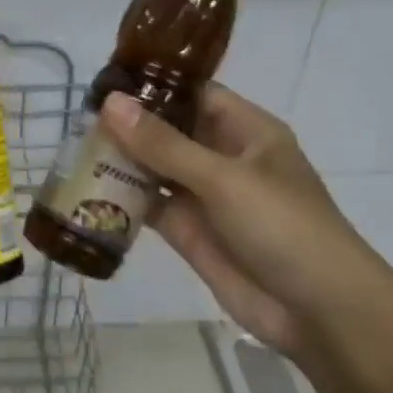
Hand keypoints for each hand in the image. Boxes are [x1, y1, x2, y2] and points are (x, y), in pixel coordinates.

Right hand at [98, 85, 392, 353]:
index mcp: (246, 131)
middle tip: (78, 116)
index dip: (154, 85)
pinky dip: (123, 198)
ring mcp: (205, 196)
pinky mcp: (189, 231)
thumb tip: (110, 102)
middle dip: (129, 124)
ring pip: (155, 168)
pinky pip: (150, 205)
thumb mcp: (223, 178)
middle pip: (169, 130)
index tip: (106, 80)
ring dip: (122, 160)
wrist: (318, 313)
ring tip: (74, 148)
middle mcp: (223, 157)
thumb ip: (163, 143)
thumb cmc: (282, 226)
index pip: (194, 94)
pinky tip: (87, 189)